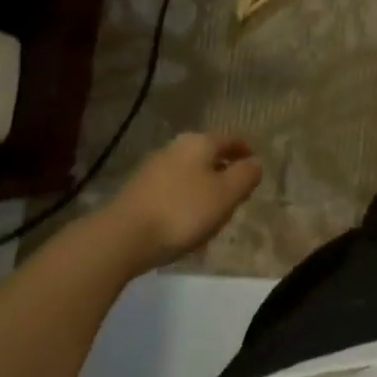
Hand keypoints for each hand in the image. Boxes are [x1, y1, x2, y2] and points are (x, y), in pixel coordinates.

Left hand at [107, 132, 261, 267]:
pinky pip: (172, 190)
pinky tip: (185, 222)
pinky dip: (184, 200)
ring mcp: (153, 168)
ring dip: (203, 187)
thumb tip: (255, 163)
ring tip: (213, 211)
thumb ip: (246, 176)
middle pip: (208, 155)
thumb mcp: (226, 195)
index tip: (255, 168)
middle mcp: (175, 147)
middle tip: (237, 192)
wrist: (121, 237)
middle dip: (224, 171)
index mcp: (200, 142)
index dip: (246, 152)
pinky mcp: (138, 190)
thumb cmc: (182, 212)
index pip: (231, 140)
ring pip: (189, 173)